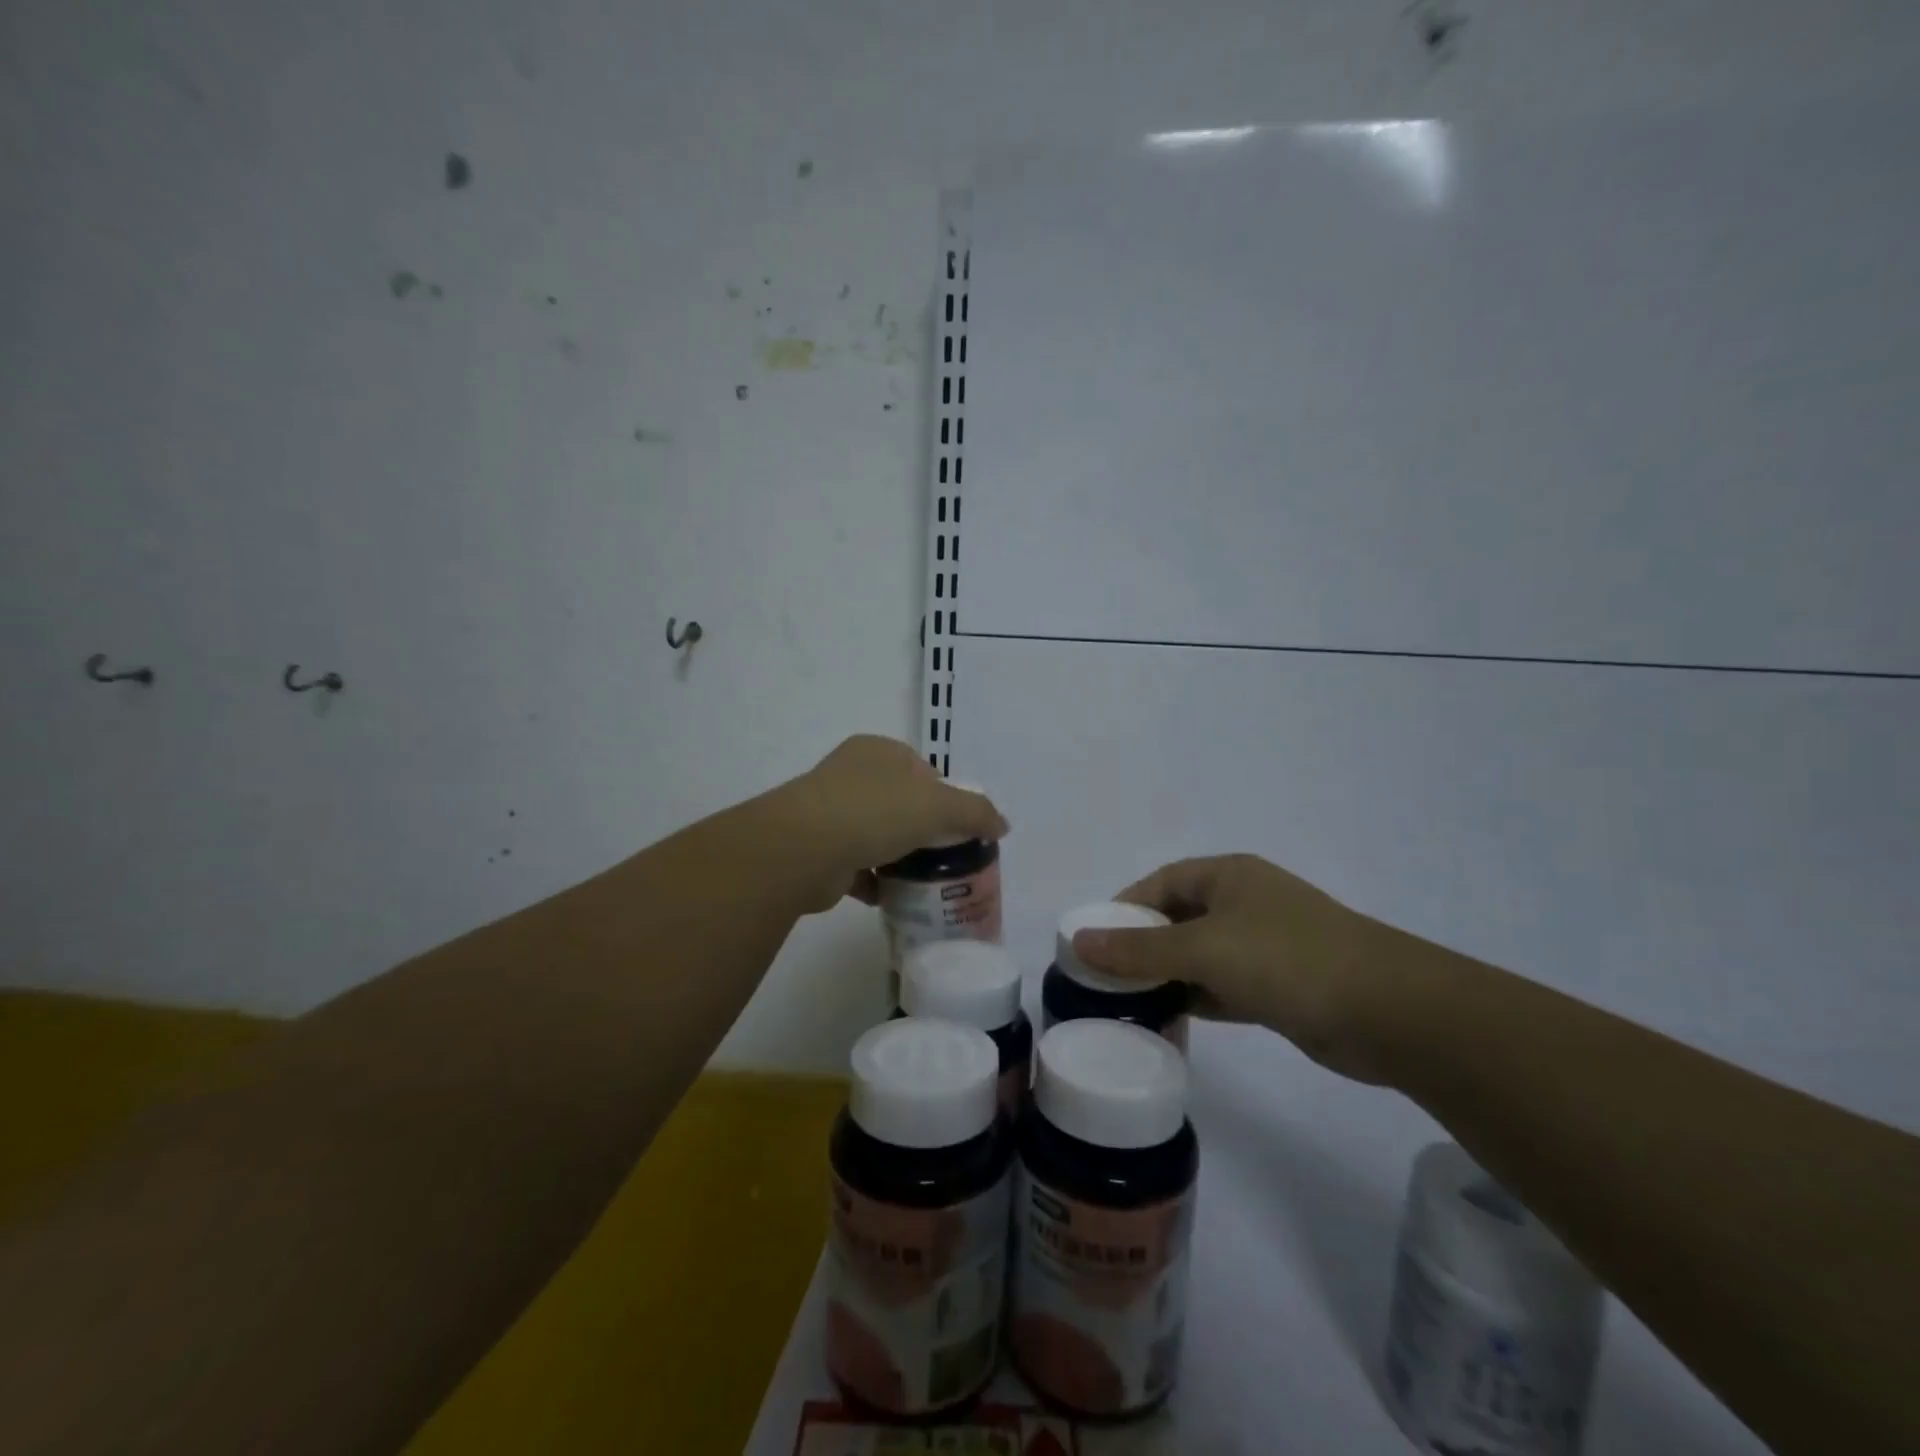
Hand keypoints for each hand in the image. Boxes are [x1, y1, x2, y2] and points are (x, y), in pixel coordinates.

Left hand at [777, 736, 1007, 912]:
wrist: (804, 849)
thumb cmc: (875, 811)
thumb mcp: (939, 806)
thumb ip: (976, 812)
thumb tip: (1002, 825)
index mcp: (878, 751)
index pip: (923, 770)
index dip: (945, 797)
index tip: (960, 828)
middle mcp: (851, 774)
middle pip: (901, 803)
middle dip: (923, 830)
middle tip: (947, 858)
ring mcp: (829, 811)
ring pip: (877, 834)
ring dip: (898, 857)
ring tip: (925, 881)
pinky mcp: (818, 849)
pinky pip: (856, 865)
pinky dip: (874, 881)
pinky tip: (892, 897)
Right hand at [1071, 854, 1392, 1083]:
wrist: (1389, 1013)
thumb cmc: (1287, 960)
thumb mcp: (1204, 949)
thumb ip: (1139, 949)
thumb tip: (1078, 939)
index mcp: (1228, 876)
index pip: (1160, 882)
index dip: (1124, 908)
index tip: (1092, 941)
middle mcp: (1244, 903)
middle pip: (1178, 918)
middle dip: (1142, 945)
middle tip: (1104, 978)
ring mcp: (1265, 945)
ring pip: (1200, 955)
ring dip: (1168, 975)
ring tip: (1128, 1003)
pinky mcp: (1280, 986)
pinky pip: (1224, 986)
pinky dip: (1197, 998)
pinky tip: (1171, 1019)